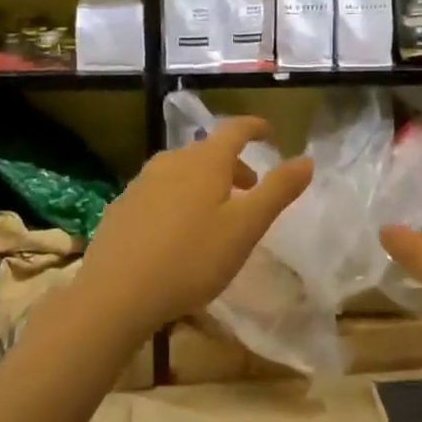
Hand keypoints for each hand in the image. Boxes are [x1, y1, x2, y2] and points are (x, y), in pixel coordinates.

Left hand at [82, 118, 312, 339]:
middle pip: (208, 151)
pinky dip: (178, 199)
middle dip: (232, 164)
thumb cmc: (191, 259)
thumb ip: (278, 191)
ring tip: (215, 213)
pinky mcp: (122, 208)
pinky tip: (177, 232)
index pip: (235, 129)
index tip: (269, 133)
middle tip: (249, 189)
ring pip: (182, 171)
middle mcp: (171, 162)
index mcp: (205, 161)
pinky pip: (159, 191)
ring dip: (205, 182)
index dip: (255, 127)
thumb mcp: (245, 228)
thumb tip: (307, 160)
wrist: (114, 294)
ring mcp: (141, 183)